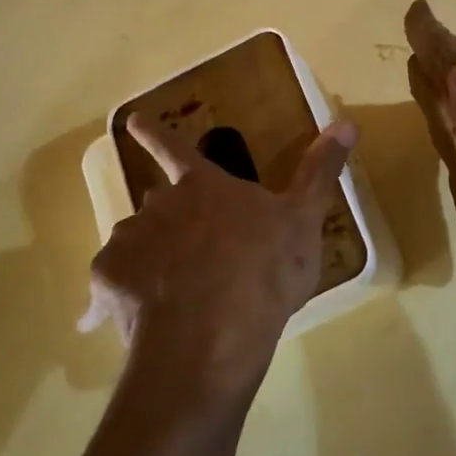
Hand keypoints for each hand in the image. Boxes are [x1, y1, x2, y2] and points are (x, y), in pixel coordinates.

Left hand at [82, 113, 356, 400]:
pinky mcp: (109, 283)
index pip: (174, 148)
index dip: (155, 133)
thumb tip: (346, 122)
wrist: (211, 336)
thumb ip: (319, 171)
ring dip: (149, 255)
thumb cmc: (263, 269)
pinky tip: (137, 319)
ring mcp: (130, 242)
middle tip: (193, 248)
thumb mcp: (303, 219)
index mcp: (203, 186)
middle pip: (158, 201)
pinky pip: (112, 284)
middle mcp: (159, 205)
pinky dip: (120, 296)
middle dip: (170, 216)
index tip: (132, 120)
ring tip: (172, 288)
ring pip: (135, 240)